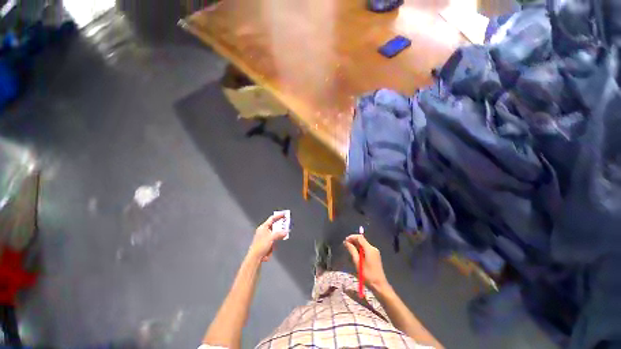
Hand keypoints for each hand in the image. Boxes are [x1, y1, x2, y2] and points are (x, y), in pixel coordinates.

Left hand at [248, 214, 287, 261]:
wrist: (255, 258)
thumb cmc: (260, 247)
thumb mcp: (272, 238)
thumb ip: (280, 234)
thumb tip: (286, 231)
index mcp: (263, 227)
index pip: (272, 219)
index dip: (278, 216)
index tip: (284, 215)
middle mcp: (263, 231)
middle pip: (274, 225)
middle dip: (280, 226)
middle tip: (286, 225)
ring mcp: (265, 236)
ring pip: (275, 233)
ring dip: (279, 234)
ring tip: (283, 235)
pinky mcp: (266, 242)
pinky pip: (274, 239)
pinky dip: (276, 240)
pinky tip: (276, 244)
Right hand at [344, 234, 390, 291]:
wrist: (379, 286)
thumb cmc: (367, 275)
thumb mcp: (358, 263)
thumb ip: (352, 250)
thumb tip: (346, 242)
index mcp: (369, 249)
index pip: (360, 237)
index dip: (352, 237)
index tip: (345, 241)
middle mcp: (373, 248)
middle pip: (362, 240)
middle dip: (353, 241)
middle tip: (345, 245)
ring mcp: (375, 252)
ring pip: (363, 245)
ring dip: (356, 245)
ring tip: (349, 250)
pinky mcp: (375, 256)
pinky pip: (366, 249)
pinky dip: (360, 249)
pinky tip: (355, 254)